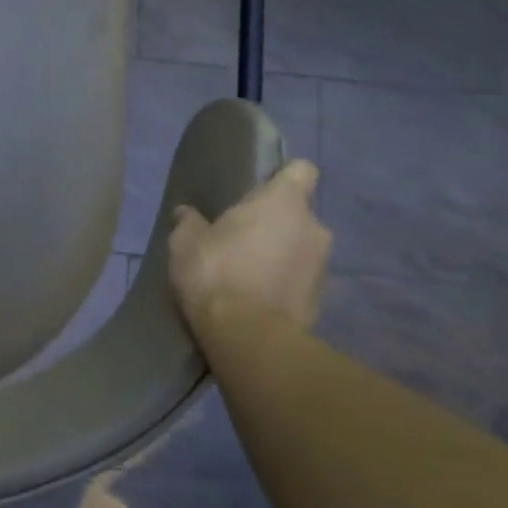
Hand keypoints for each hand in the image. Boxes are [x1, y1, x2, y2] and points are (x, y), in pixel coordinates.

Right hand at [169, 160, 330, 355]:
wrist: (248, 337)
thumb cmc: (215, 273)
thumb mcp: (185, 242)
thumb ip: (190, 222)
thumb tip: (187, 214)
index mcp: (282, 202)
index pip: (301, 170)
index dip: (282, 176)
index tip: (259, 190)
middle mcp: (313, 227)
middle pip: (297, 212)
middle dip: (274, 222)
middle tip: (241, 237)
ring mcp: (323, 265)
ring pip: (301, 246)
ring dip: (280, 253)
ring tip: (247, 271)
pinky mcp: (323, 299)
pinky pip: (300, 278)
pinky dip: (284, 282)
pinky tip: (256, 297)